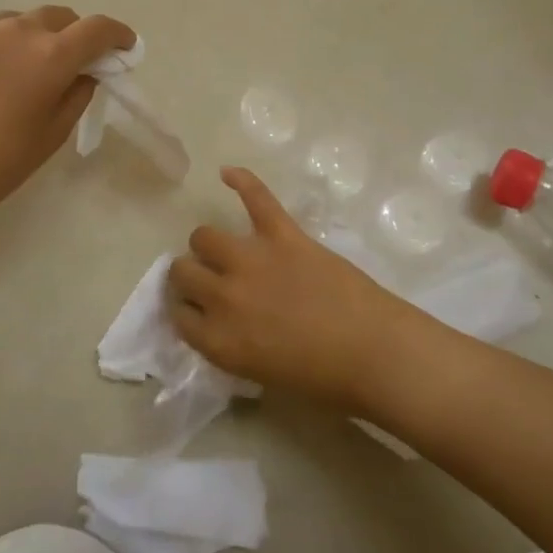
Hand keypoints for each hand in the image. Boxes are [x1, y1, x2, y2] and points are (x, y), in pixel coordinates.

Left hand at [0, 7, 136, 247]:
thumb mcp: (52, 134)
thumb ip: (78, 93)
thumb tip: (85, 71)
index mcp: (49, 56)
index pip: (97, 29)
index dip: (118, 35)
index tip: (124, 47)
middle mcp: (13, 29)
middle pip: (56, 17)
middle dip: (71, 36)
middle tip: (66, 63)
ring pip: (14, 22)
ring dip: (26, 40)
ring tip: (13, 74)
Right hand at [168, 168, 425, 412]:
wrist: (375, 353)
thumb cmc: (324, 379)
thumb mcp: (260, 373)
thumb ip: (230, 343)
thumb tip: (221, 321)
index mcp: (218, 340)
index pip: (178, 316)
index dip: (186, 310)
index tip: (196, 310)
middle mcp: (223, 297)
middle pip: (183, 271)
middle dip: (192, 276)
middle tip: (212, 281)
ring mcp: (252, 260)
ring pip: (204, 236)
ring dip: (209, 245)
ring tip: (224, 249)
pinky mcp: (283, 234)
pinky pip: (256, 198)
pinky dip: (242, 181)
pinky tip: (227, 173)